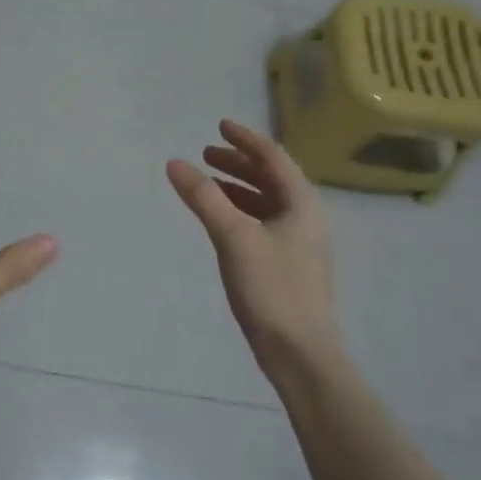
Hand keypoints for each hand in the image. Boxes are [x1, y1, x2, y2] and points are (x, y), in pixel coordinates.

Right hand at [167, 119, 340, 384]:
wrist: (300, 353)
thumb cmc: (272, 289)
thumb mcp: (234, 238)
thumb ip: (204, 198)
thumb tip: (175, 162)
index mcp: (301, 203)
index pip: (273, 157)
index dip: (245, 139)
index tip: (219, 125)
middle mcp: (305, 217)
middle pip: (271, 177)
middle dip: (239, 162)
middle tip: (206, 154)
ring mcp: (299, 242)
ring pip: (267, 201)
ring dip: (238, 187)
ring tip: (208, 183)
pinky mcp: (289, 265)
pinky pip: (263, 223)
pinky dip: (240, 212)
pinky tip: (221, 221)